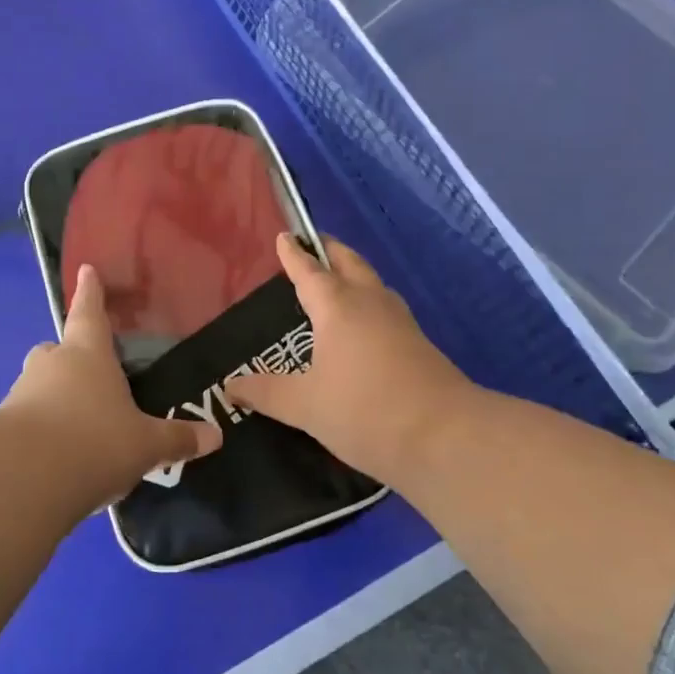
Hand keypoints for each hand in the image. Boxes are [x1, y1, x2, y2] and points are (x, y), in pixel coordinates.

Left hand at [0, 263, 221, 509]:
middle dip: (70, 357)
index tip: (86, 270)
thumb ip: (177, 439)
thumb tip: (216, 436)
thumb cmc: (95, 441)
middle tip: (89, 374)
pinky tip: (60, 458)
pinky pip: (27, 419)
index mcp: (87, 354)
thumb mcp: (145, 445)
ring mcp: (22, 393)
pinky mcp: (2, 428)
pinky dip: (42, 430)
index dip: (91, 292)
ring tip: (79, 427)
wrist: (24, 478)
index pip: (89, 312)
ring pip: (40, 385)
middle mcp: (51, 364)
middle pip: (58, 349)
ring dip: (55, 397)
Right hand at [227, 234, 477, 487]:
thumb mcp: (305, 406)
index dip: (294, 254)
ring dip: (352, 274)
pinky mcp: (419, 344)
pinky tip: (362, 325)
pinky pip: (385, 308)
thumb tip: (229, 386)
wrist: (445, 438)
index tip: (284, 235)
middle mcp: (370, 303)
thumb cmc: (364, 410)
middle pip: (349, 263)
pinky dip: (367, 301)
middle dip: (329, 251)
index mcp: (337, 307)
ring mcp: (400, 322)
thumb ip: (266, 392)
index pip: (309, 270)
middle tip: (311, 246)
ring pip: (372, 283)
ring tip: (334, 281)